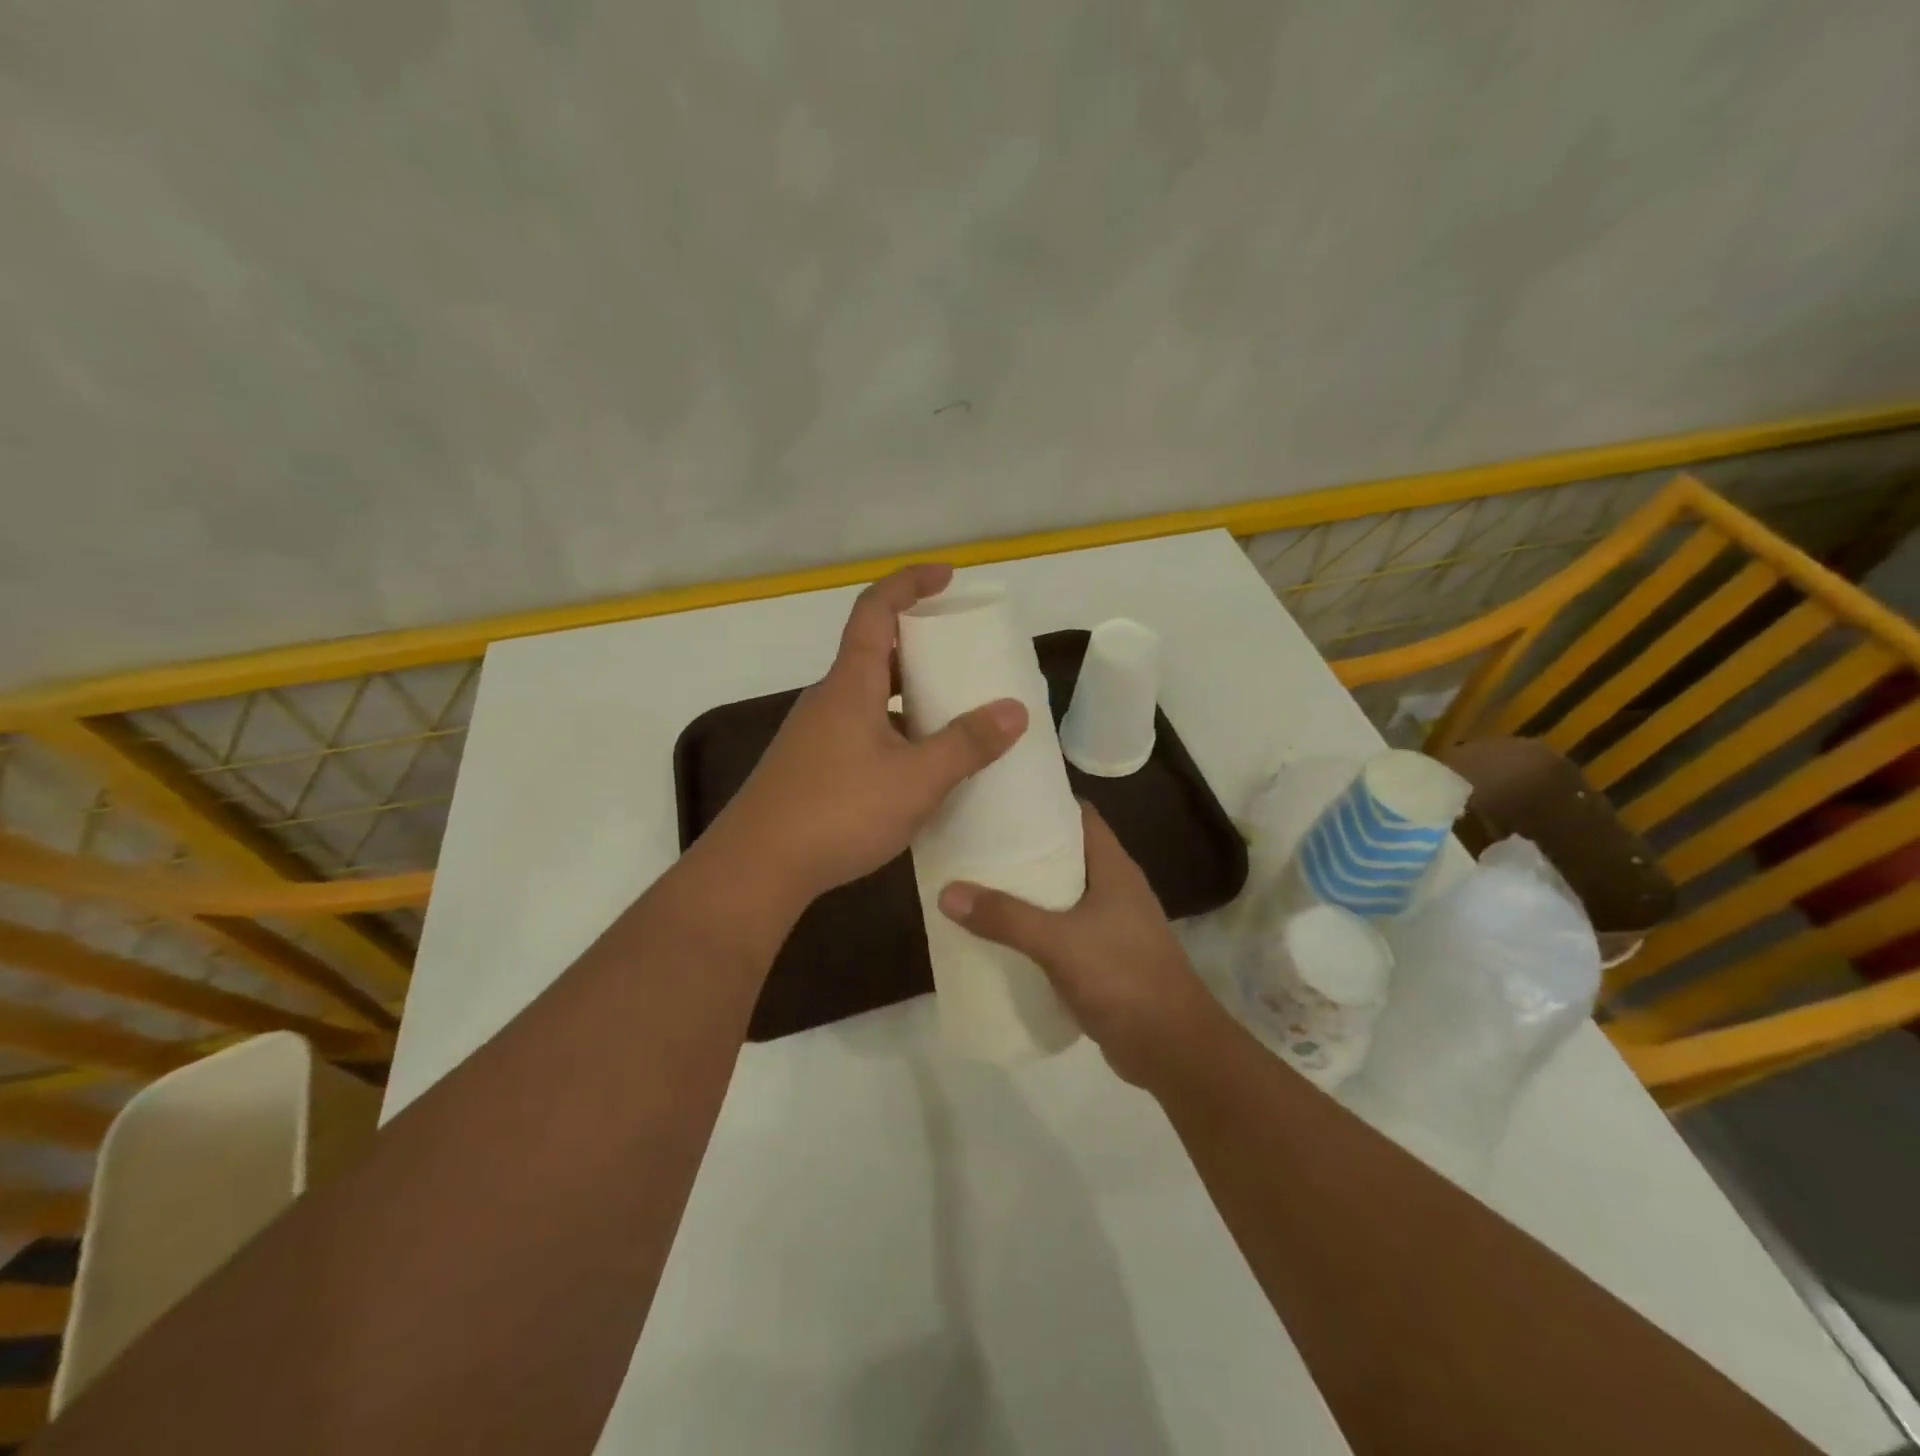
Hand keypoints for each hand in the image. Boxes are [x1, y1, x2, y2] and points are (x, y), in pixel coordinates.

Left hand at [704, 564, 1028, 906]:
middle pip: (874, 652)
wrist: (756, 869)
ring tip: (952, 716)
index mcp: (850, 684)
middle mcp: (827, 700)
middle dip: (918, 646)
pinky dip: (892, 732)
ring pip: (867, 698)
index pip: (876, 609)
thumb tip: (1014, 709)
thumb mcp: (916, 780)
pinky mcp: (809, 769)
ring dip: (907, 696)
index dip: (910, 583)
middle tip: (962, 658)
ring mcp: (813, 736)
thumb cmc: (838, 812)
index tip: (947, 576)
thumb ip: (966, 744)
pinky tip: (917, 769)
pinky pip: (859, 732)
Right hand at [937, 803, 1232, 1087]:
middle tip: (979, 840)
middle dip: (1025, 847)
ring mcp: (1112, 925)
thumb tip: (947, 892)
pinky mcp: (1104, 957)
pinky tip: (1003, 933)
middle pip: (1067, 853)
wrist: (1172, 1048)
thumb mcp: (1058, 942)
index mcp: (1113, 868)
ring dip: (1028, 889)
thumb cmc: (1123, 978)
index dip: (1045, 802)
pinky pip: (1063, 929)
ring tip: (980, 881)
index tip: (1002, 799)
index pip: (1080, 815)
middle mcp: (1114, 888)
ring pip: (1063, 894)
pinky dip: (1036, 926)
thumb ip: (1005, 917)